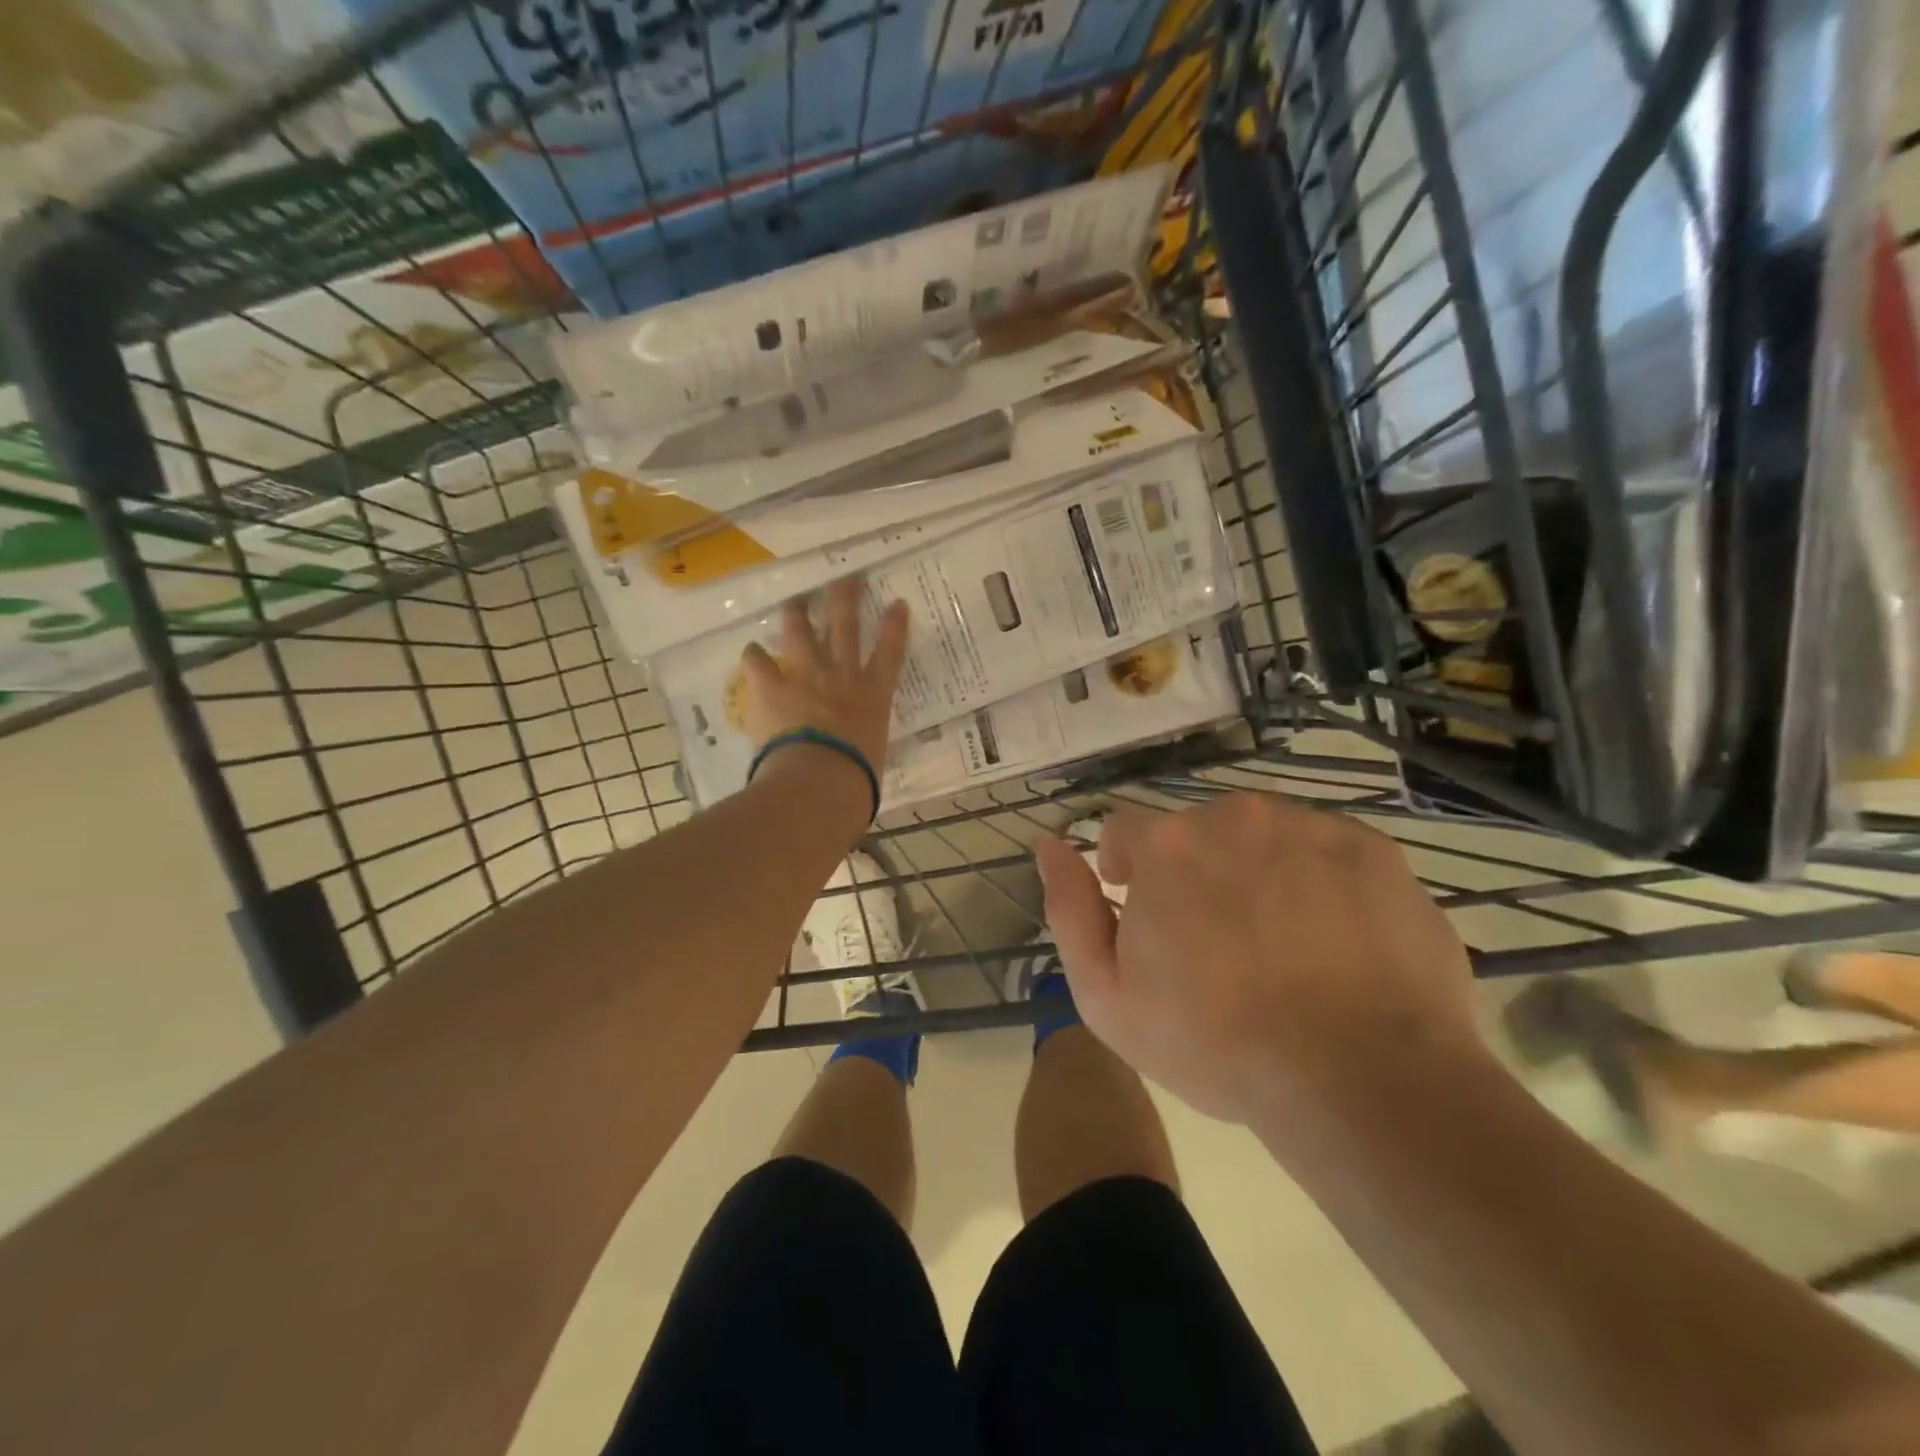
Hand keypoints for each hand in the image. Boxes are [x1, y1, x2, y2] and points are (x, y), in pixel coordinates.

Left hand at [739, 577, 909, 778]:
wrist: (822, 777)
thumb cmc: (857, 776)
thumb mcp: (872, 756)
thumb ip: (865, 746)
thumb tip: (860, 758)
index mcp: (873, 695)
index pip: (890, 652)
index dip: (894, 626)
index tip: (897, 604)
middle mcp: (843, 675)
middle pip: (845, 627)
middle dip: (845, 599)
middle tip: (844, 580)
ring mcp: (807, 676)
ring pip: (802, 633)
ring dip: (798, 614)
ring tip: (795, 603)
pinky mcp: (773, 686)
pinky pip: (759, 661)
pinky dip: (755, 655)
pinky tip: (751, 651)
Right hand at [1035, 793, 1482, 1132]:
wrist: (1362, 1082)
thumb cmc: (1216, 1044)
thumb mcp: (1106, 996)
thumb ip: (1069, 909)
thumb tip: (1049, 845)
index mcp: (1166, 844)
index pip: (1125, 832)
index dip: (1128, 874)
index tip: (1148, 921)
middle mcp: (1234, 815)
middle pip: (1196, 831)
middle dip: (1194, 872)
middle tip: (1219, 944)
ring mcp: (1310, 827)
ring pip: (1260, 835)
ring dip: (1255, 870)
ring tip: (1279, 943)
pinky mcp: (1374, 850)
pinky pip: (1325, 849)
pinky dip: (1318, 880)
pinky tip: (1331, 939)